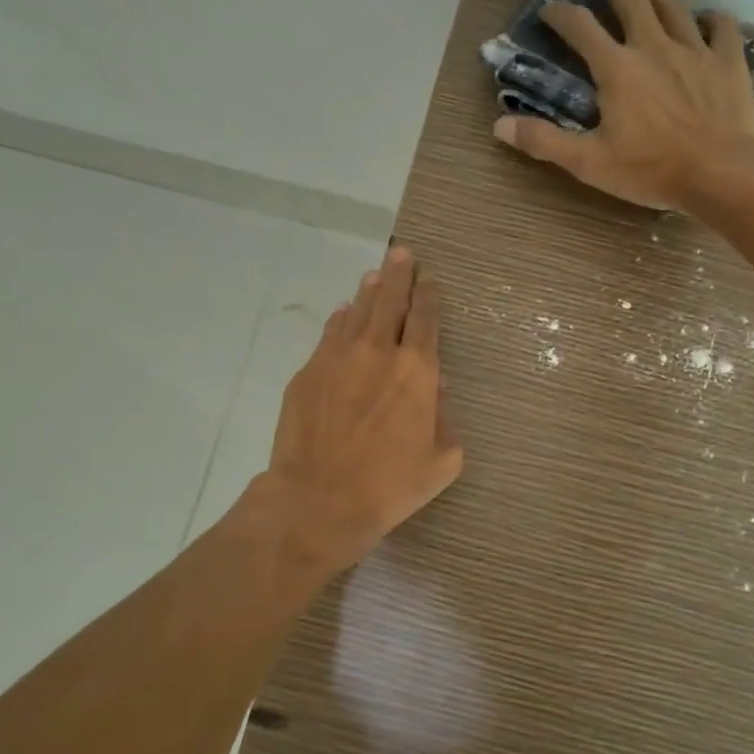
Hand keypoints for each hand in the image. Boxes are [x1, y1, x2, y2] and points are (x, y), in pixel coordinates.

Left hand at [264, 246, 462, 574]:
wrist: (319, 500)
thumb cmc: (390, 485)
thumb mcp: (442, 460)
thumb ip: (445, 419)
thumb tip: (437, 391)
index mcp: (417, 370)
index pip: (425, 318)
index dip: (429, 294)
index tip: (429, 278)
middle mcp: (378, 352)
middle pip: (390, 300)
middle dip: (400, 274)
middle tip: (403, 253)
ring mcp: (337, 358)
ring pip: (357, 311)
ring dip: (370, 290)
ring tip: (376, 274)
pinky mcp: (308, 372)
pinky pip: (329, 334)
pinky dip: (341, 320)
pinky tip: (345, 314)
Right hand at [492, 0, 753, 209]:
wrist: (722, 173)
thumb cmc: (651, 170)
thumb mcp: (589, 162)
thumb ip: (544, 141)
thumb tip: (499, 127)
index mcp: (616, 67)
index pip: (580, 25)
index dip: (559, 12)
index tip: (549, 10)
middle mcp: (653, 44)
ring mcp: (695, 48)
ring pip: (673, 0)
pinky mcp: (729, 59)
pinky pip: (722, 24)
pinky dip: (709, 17)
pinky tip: (703, 21)